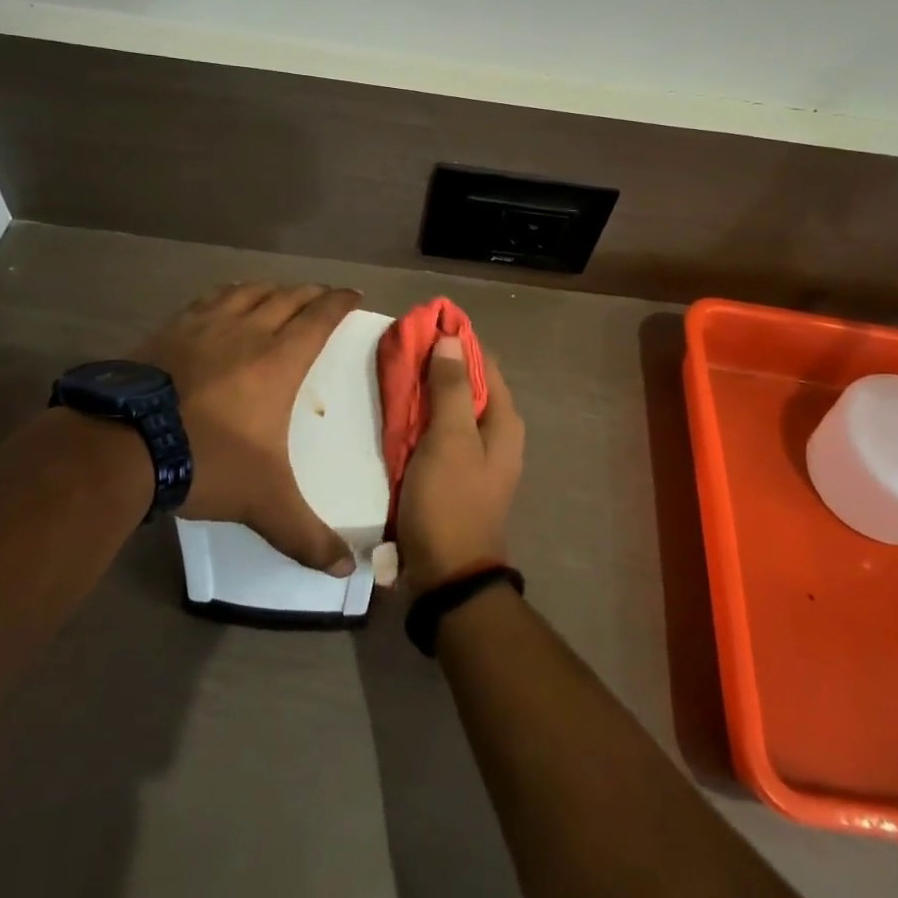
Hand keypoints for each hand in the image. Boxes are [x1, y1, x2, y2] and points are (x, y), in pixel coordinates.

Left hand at [134, 282, 361, 574]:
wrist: (126, 444)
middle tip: (324, 296)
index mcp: (279, 360)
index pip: (319, 317)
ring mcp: (207, 325)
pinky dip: (231, 293)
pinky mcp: (173, 328)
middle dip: (312, 293)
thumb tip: (347, 570)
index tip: (353, 294)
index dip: (340, 302)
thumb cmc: (208, 462)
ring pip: (250, 292)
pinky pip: (211, 298)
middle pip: (288, 298)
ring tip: (281, 294)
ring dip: (273, 289)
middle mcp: (248, 331)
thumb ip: (307, 535)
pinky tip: (228, 300)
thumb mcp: (264, 503)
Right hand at [396, 335, 524, 589]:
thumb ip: (452, 388)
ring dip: (425, 389)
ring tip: (393, 371)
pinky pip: (438, 432)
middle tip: (401, 346)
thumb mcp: (450, 439)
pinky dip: (421, 416)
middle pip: (467, 383)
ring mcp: (473, 455)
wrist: (447, 575)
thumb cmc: (451, 501)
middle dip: (436, 362)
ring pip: (450, 407)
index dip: (456, 339)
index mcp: (504, 421)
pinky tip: (396, 410)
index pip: (483, 362)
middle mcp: (495, 433)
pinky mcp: (452, 473)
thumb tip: (452, 338)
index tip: (423, 322)